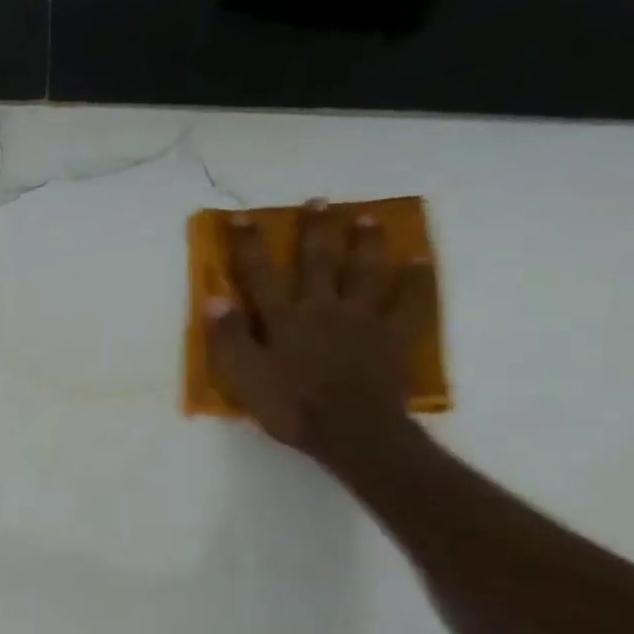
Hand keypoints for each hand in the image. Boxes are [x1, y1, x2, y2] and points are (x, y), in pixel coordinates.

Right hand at [205, 199, 435, 469]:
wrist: (351, 431)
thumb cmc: (290, 407)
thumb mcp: (245, 377)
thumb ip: (228, 337)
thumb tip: (214, 297)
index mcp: (283, 319)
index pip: (259, 275)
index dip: (248, 246)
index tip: (243, 218)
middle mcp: (322, 308)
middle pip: (318, 262)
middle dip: (315, 230)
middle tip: (320, 201)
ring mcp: (362, 319)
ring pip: (364, 272)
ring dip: (365, 242)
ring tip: (367, 218)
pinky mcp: (393, 336)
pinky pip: (408, 301)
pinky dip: (415, 279)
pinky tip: (419, 259)